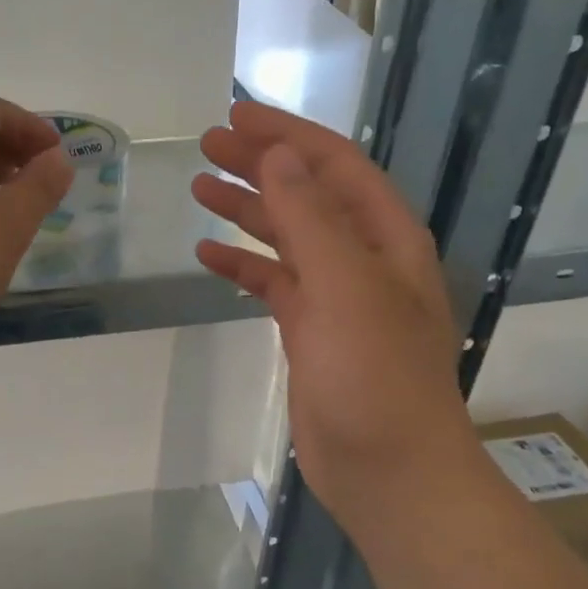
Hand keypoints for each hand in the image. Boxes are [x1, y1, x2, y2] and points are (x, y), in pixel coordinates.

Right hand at [191, 101, 481, 527]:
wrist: (389, 472)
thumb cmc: (374, 377)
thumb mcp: (345, 287)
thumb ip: (310, 218)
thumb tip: (277, 156)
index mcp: (384, 238)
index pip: (335, 165)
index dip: (287, 136)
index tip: (235, 116)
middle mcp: (363, 259)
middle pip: (307, 194)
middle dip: (260, 165)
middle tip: (207, 145)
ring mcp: (336, 297)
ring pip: (286, 237)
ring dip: (247, 209)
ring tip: (199, 187)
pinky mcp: (310, 332)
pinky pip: (272, 283)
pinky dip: (242, 266)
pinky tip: (208, 255)